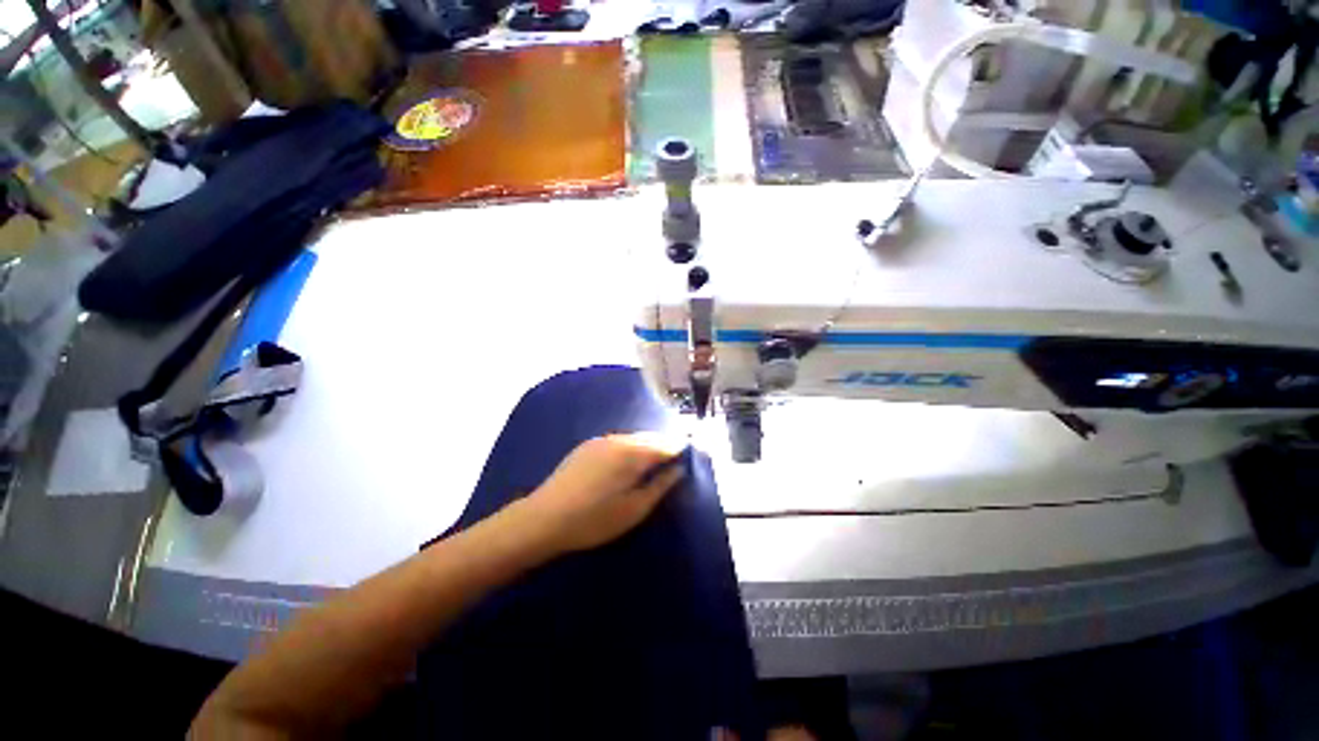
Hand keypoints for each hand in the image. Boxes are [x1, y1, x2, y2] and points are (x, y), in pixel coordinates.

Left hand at [519, 433, 686, 554]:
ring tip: (654, 462)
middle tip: (675, 460)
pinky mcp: (588, 445)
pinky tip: (628, 463)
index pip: (666, 444)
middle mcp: (619, 439)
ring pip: (634, 438)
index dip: (681, 448)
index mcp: (633, 454)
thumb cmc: (594, 520)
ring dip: (647, 446)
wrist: (544, 518)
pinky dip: (631, 447)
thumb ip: (661, 486)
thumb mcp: (634, 509)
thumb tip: (679, 469)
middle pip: (650, 437)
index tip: (691, 455)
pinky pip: (618, 441)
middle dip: (665, 445)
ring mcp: (601, 440)